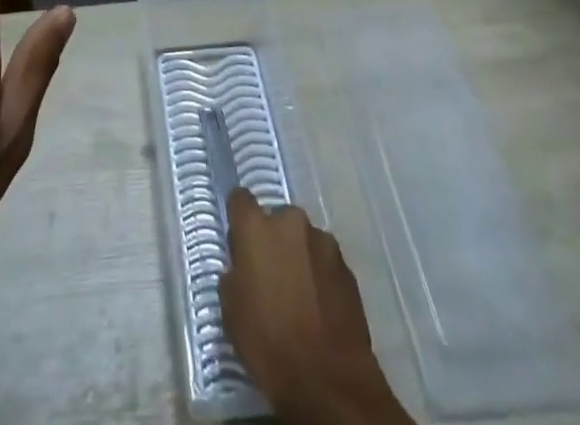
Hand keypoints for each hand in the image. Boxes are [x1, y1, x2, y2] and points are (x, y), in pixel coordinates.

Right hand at [222, 191, 412, 424]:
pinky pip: (325, 261)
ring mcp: (323, 242)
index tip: (238, 237)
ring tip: (299, 293)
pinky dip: (320, 275)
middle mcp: (290, 222)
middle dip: (273, 239)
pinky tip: (319, 306)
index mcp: (256, 227)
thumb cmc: (268, 343)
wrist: (328, 380)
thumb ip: (234, 274)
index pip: (240, 199)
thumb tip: (242, 267)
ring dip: (299, 256)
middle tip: (270, 274)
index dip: (238, 216)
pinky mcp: (347, 267)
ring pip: (303, 240)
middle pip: (276, 219)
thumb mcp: (231, 310)